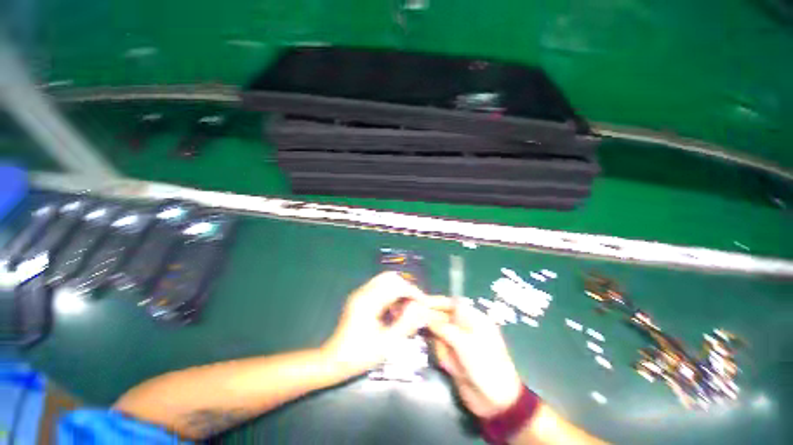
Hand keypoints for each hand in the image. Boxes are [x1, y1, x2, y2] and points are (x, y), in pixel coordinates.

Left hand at [321, 272, 431, 375]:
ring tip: (406, 307)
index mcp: (369, 301)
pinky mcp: (359, 297)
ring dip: (399, 289)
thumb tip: (419, 309)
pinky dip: (390, 293)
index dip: (413, 292)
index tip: (424, 303)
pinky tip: (394, 309)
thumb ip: (405, 324)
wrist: (333, 360)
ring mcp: (360, 292)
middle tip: (416, 303)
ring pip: (385, 280)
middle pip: (391, 277)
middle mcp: (363, 291)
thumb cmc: (359, 355)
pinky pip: (379, 286)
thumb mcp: (386, 344)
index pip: (397, 286)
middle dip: (406, 288)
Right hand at [426, 298, 522, 417]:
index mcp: (474, 319)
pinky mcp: (455, 356)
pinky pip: (441, 348)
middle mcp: (465, 327)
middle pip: (443, 317)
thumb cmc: (484, 365)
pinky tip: (448, 366)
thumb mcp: (463, 343)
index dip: (436, 302)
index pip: (452, 303)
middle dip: (433, 322)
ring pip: (440, 333)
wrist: (496, 401)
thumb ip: (443, 328)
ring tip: (447, 357)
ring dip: (440, 344)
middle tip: (418, 325)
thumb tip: (425, 316)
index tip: (420, 302)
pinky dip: (442, 355)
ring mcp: (460, 342)